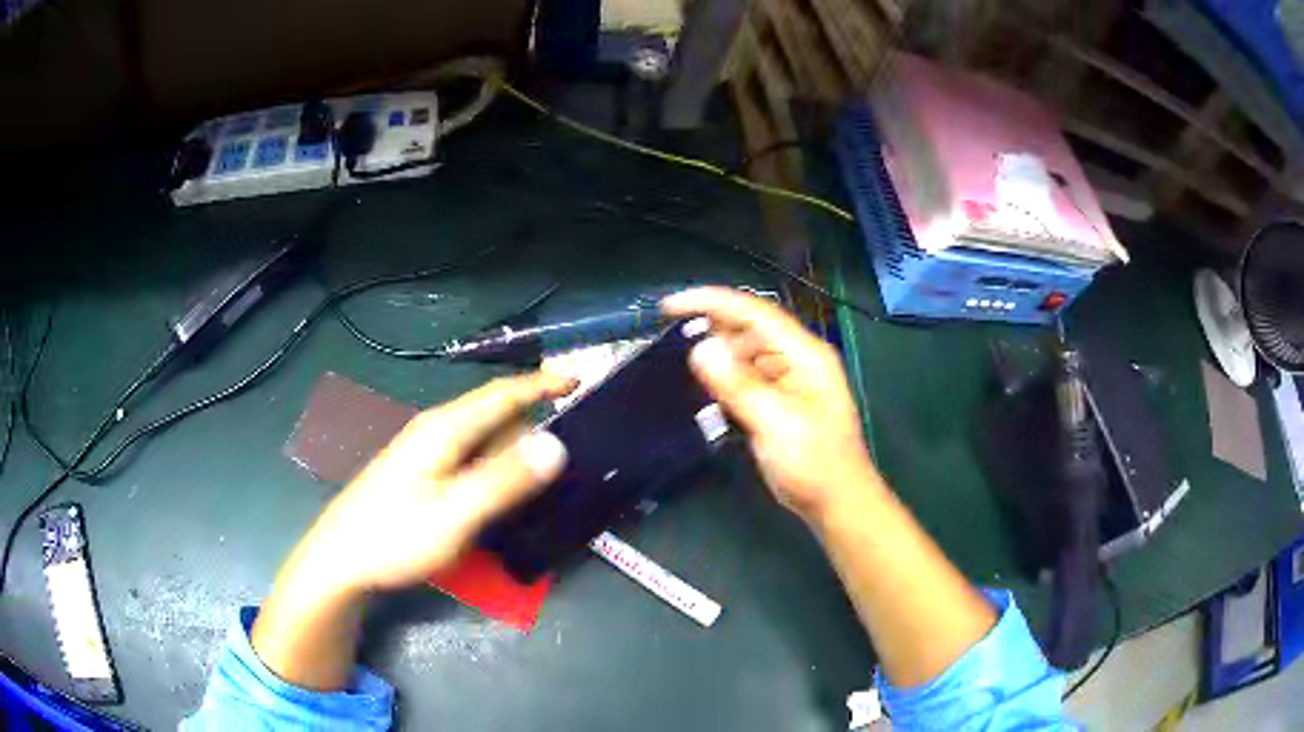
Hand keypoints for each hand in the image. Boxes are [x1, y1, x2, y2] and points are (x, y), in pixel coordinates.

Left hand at [293, 372, 574, 593]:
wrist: (341, 559)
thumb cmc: (395, 536)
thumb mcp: (456, 513)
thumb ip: (505, 480)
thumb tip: (556, 445)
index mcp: (445, 429)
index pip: (502, 393)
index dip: (541, 384)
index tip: (579, 381)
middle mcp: (435, 431)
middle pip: (495, 418)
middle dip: (533, 432)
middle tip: (567, 468)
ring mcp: (425, 453)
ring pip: (482, 443)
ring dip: (514, 457)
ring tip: (539, 492)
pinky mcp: (420, 475)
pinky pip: (469, 462)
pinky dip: (494, 472)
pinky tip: (500, 501)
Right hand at [663, 287, 878, 522]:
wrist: (837, 503)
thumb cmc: (815, 464)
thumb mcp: (776, 424)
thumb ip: (738, 385)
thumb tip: (700, 348)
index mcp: (804, 354)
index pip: (754, 312)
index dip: (711, 302)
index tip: (670, 306)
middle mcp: (796, 358)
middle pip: (748, 328)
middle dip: (711, 328)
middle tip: (668, 339)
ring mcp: (789, 379)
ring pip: (744, 353)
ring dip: (716, 355)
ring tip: (680, 364)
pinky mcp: (779, 400)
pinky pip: (746, 377)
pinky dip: (725, 378)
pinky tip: (704, 388)